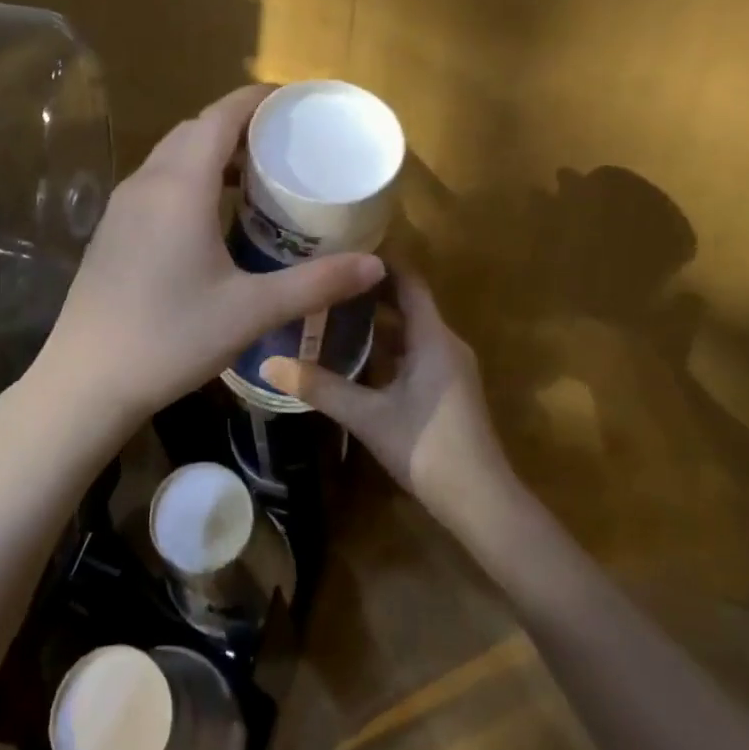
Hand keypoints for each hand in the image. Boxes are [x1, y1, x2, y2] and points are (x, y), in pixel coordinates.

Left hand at [26, 86, 383, 441]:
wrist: (87, 379)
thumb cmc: (171, 338)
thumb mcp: (251, 311)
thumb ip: (316, 283)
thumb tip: (376, 266)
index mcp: (180, 187)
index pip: (220, 116)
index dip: (258, 100)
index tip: (295, 103)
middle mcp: (147, 183)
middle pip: (195, 130)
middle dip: (240, 126)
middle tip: (285, 146)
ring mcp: (122, 206)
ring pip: (172, 156)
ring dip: (212, 153)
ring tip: (256, 177)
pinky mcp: (112, 230)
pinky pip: (156, 182)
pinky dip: (189, 177)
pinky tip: (212, 216)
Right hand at [258, 271, 513, 527]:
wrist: (480, 501)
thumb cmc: (426, 447)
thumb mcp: (366, 416)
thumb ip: (319, 387)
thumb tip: (268, 363)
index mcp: (433, 338)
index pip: (408, 281)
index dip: (379, 263)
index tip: (341, 248)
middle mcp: (446, 343)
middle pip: (408, 303)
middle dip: (369, 290)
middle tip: (325, 278)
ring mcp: (450, 367)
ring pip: (410, 330)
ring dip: (377, 319)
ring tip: (332, 309)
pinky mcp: (447, 389)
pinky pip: (415, 352)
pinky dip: (387, 346)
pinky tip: (355, 354)